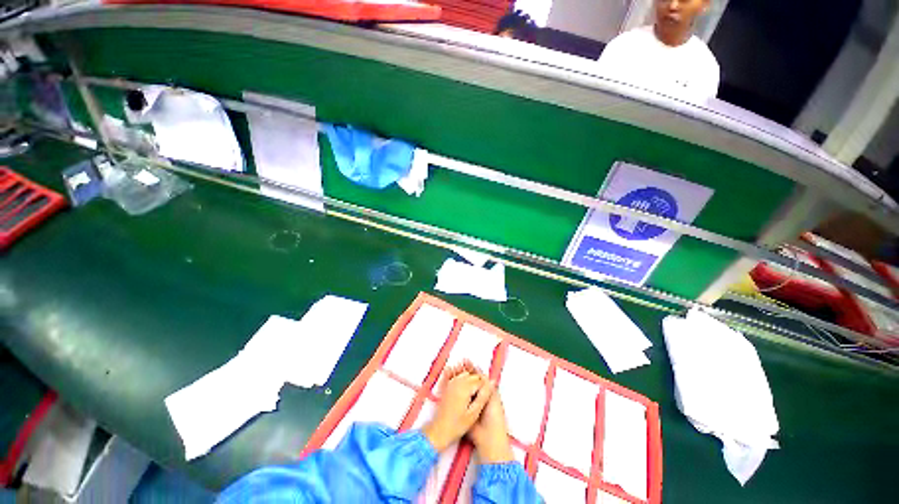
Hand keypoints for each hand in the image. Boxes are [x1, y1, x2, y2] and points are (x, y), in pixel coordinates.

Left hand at [422, 361, 493, 451]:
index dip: (485, 388)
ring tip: (474, 397)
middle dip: (479, 384)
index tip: (485, 399)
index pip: (480, 380)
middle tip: (480, 399)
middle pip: (473, 376)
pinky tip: (466, 393)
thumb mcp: (474, 412)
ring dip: (472, 382)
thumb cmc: (458, 425)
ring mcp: (451, 382)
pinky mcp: (448, 386)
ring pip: (466, 375)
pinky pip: (459, 378)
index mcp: (464, 387)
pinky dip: (464, 382)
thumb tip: (493, 382)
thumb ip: (484, 396)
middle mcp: (457, 381)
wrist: (439, 430)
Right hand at [449, 361, 513, 463]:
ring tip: (452, 370)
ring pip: (464, 388)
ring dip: (458, 379)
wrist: (489, 437)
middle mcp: (478, 396)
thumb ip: (486, 385)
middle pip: (470, 381)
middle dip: (464, 372)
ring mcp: (470, 403)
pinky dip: (455, 390)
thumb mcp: (493, 397)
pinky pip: (459, 398)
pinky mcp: (464, 410)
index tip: (465, 360)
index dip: (472, 368)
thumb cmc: (494, 416)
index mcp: (487, 392)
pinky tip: (449, 382)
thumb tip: (480, 371)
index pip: (478, 377)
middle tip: (456, 363)